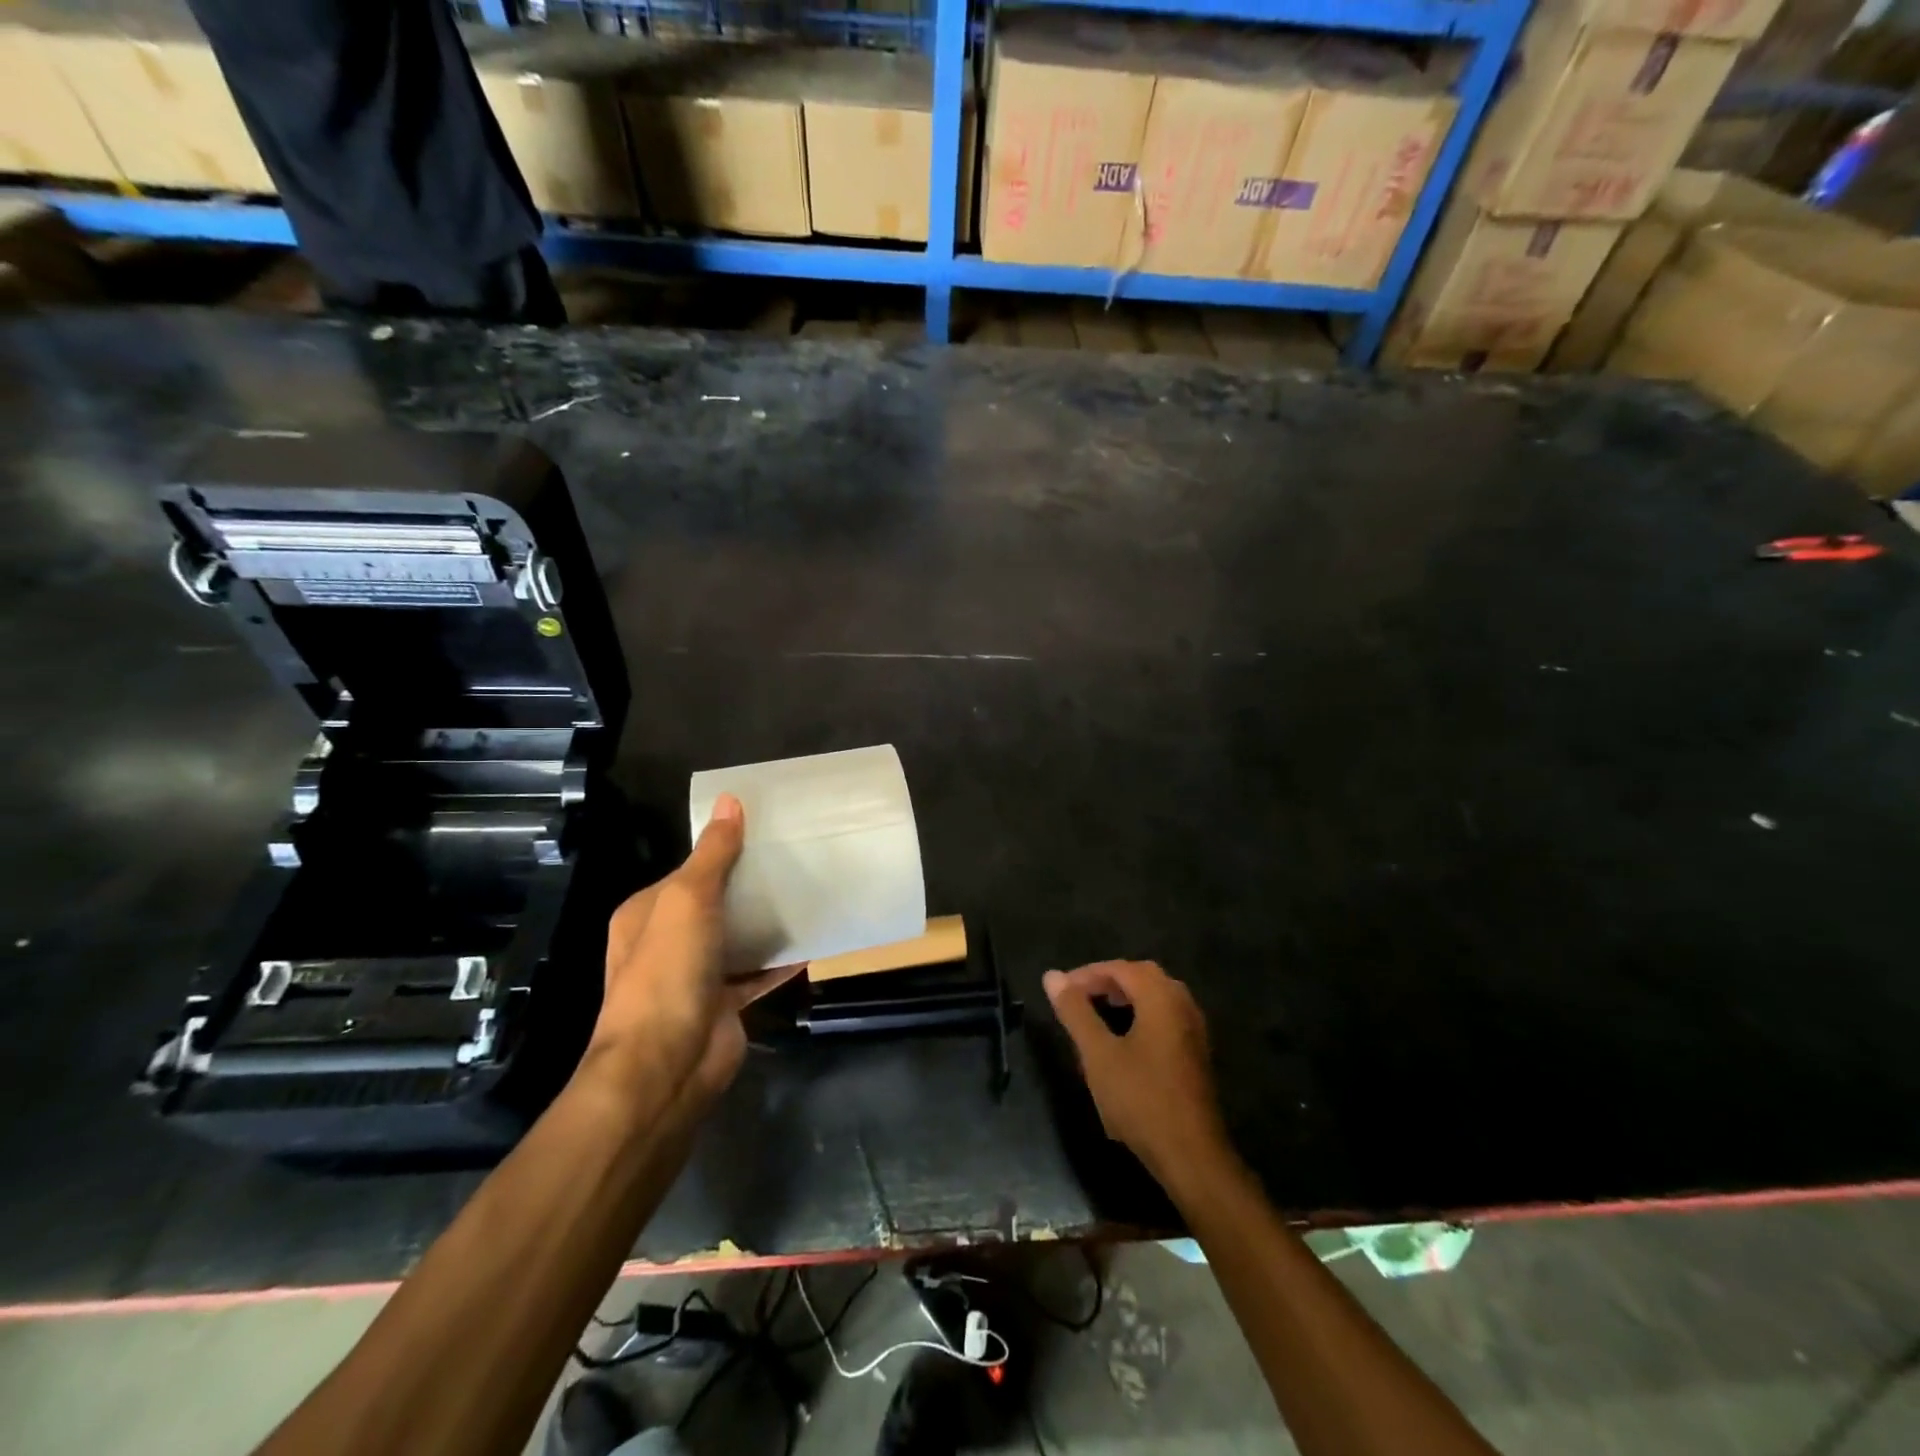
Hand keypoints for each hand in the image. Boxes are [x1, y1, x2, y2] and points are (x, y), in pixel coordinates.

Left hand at [589, 794, 797, 1103]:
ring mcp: (696, 976)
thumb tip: (730, 800)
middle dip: (750, 885)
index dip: (723, 851)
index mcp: (648, 913)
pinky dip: (781, 960)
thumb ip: (713, 854)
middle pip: (716, 903)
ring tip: (810, 893)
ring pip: (738, 937)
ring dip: (767, 922)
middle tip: (797, 860)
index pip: (689, 870)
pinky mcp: (724, 1004)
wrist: (664, 1068)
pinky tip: (814, 942)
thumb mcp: (688, 901)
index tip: (767, 833)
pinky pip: (757, 973)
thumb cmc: (668, 974)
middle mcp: (667, 941)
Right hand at [1043, 960, 1230, 1187]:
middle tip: (1077, 997)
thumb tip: (1052, 975)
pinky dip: (1140, 1015)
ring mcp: (1193, 1029)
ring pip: (1155, 997)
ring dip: (1124, 998)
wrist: (1191, 1155)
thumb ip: (1075, 1012)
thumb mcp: (1098, 1054)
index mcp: (1161, 997)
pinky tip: (1122, 1039)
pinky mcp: (1195, 1052)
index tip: (1060, 990)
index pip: (1120, 968)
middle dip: (1106, 982)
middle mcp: (1182, 1004)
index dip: (1086, 974)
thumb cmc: (1140, 1099)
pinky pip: (1164, 1016)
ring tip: (1094, 1014)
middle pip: (1141, 977)